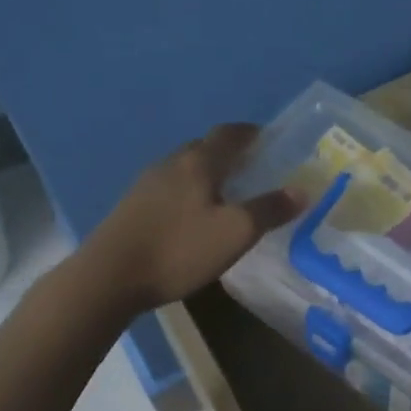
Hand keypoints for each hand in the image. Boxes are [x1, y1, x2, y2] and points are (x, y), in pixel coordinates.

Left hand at [84, 124, 300, 311]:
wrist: (109, 277)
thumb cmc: (179, 249)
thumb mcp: (236, 233)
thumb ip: (270, 209)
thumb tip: (301, 190)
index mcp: (198, 162)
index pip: (229, 134)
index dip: (250, 133)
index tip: (268, 139)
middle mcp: (171, 163)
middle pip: (204, 147)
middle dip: (229, 152)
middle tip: (252, 168)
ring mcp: (146, 184)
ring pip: (184, 168)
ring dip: (206, 172)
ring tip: (226, 193)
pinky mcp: (131, 207)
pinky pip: (168, 188)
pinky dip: (188, 191)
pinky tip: (192, 216)